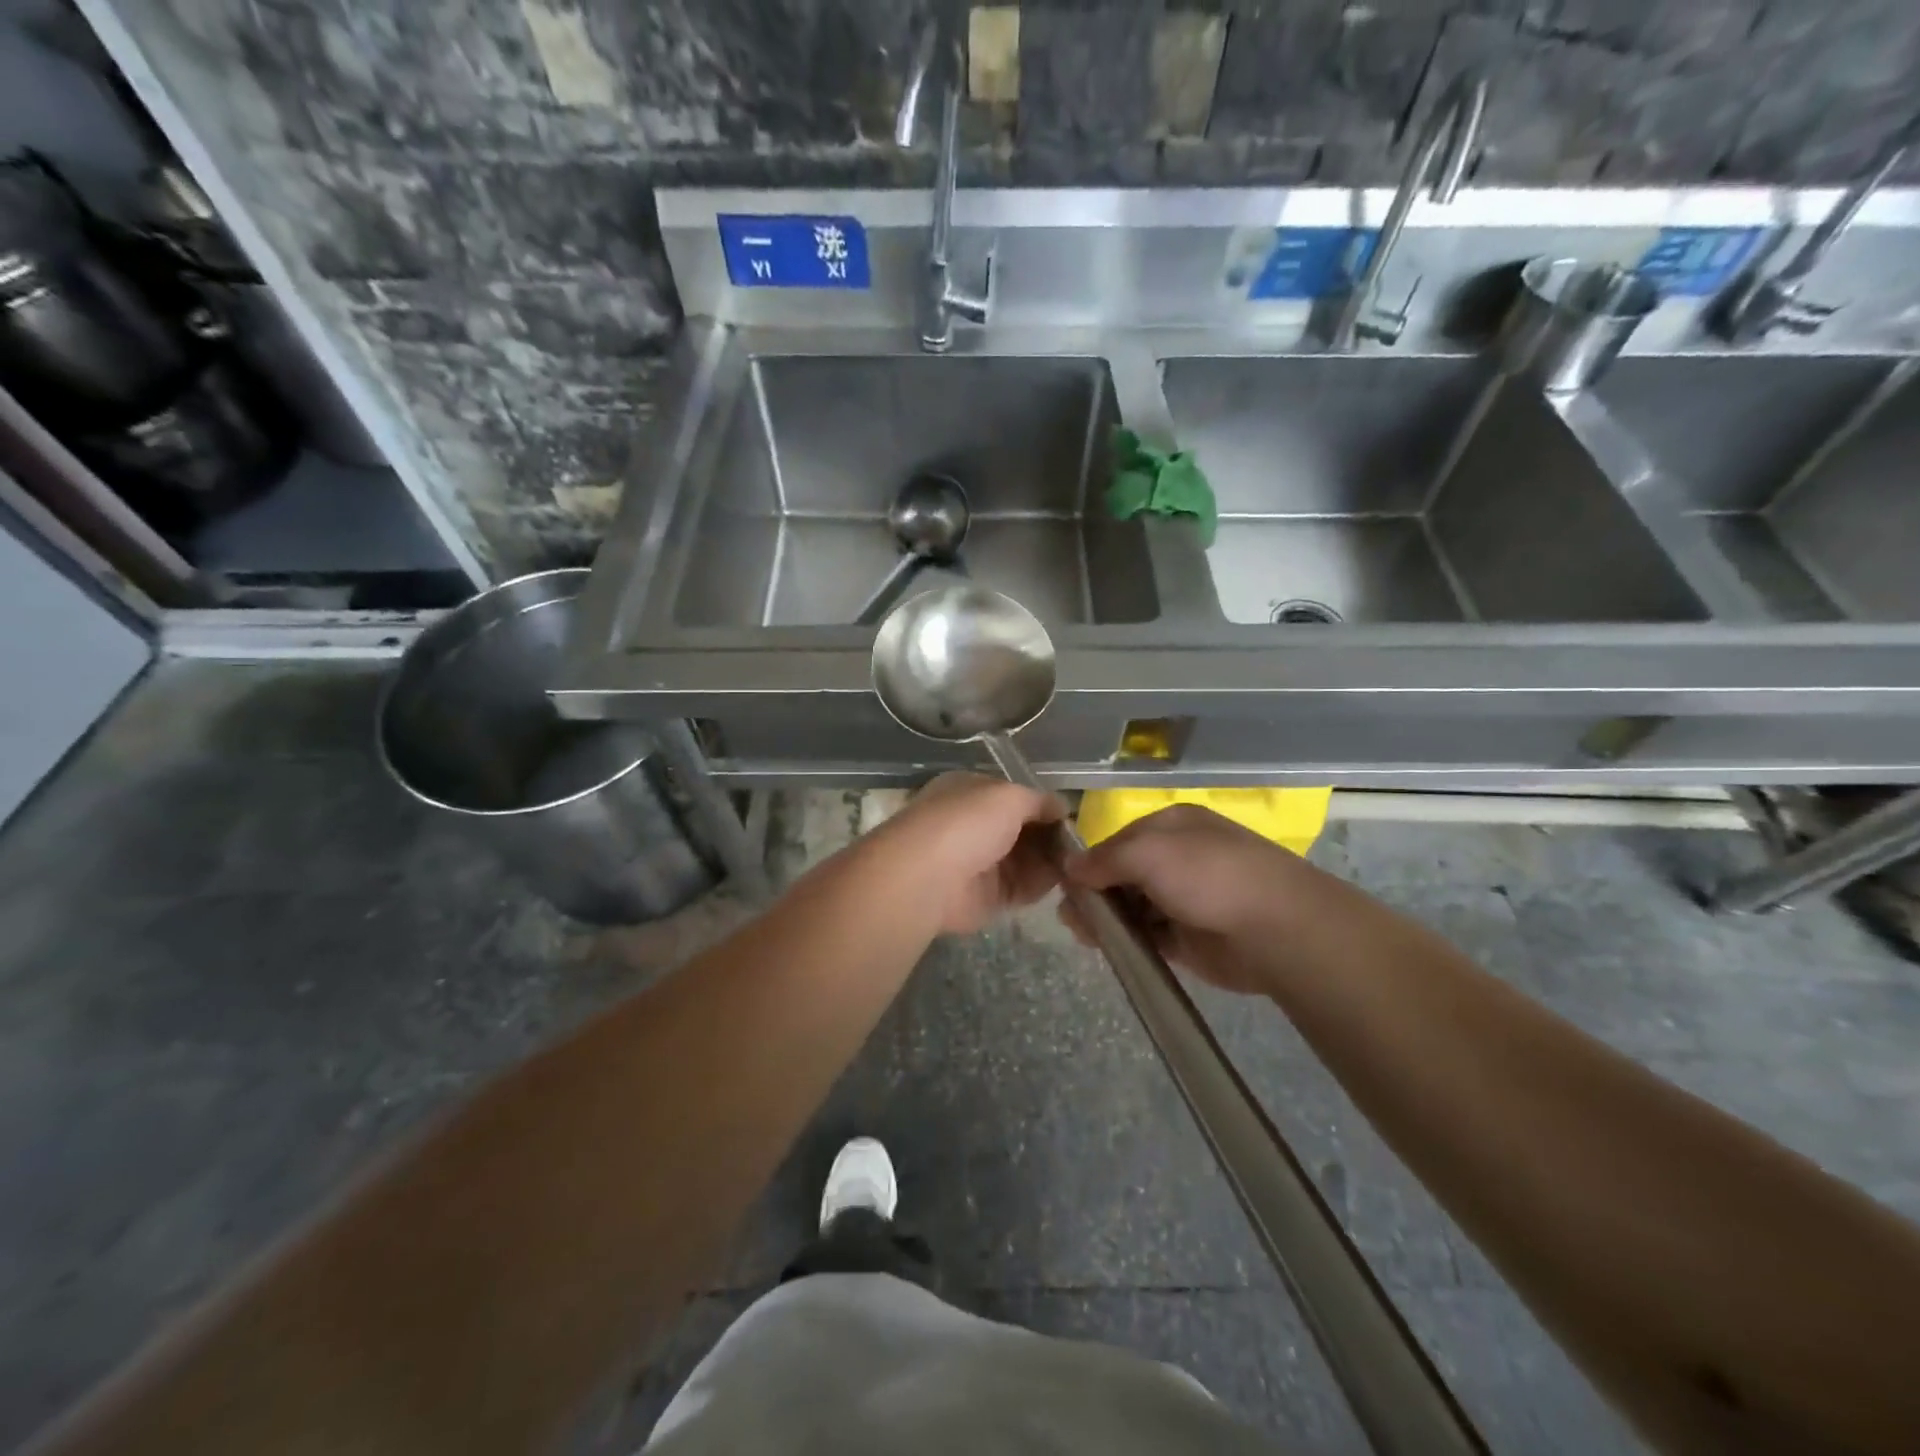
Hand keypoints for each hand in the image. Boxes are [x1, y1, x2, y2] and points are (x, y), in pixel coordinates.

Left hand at [875, 773, 1064, 935]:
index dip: (1043, 807)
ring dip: (1051, 863)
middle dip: (1051, 838)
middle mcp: (974, 826)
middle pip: (1024, 832)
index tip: (1071, 818)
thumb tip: (1061, 807)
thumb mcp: (1009, 796)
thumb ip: (1040, 801)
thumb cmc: (966, 822)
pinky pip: (1022, 889)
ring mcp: (979, 863)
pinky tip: (1063, 883)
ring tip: (1079, 865)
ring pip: (1026, 861)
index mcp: (972, 793)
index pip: (1015, 798)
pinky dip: (1041, 886)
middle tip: (1080, 847)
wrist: (927, 876)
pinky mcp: (986, 898)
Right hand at [1061, 804, 1305, 993]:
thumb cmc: (1209, 876)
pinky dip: (1127, 940)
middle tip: (1070, 915)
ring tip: (1082, 934)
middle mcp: (1178, 859)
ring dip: (1107, 918)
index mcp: (1172, 826)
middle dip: (1095, 891)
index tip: (1065, 882)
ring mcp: (1185, 899)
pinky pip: (1148, 936)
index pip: (1119, 839)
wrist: (1275, 930)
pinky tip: (1107, 948)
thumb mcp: (1148, 852)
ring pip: (1133, 906)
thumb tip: (1069, 866)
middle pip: (1123, 873)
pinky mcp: (1189, 938)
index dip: (1091, 859)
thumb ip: (1104, 859)